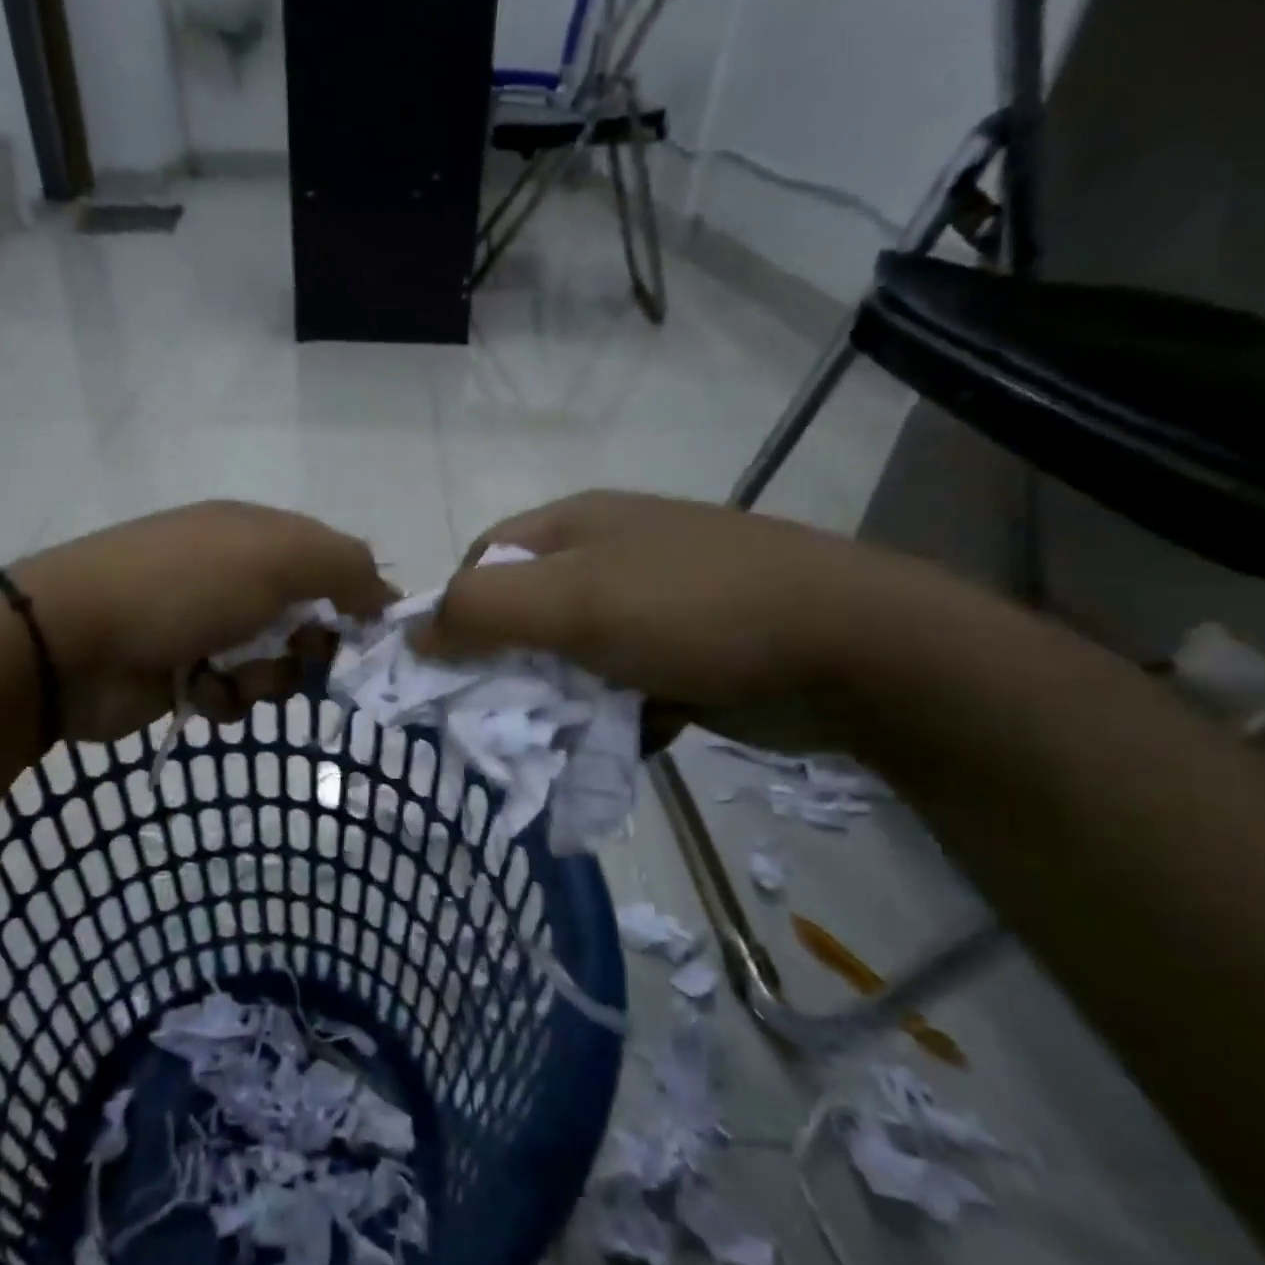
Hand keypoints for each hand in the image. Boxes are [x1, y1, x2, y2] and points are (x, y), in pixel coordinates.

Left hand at [13, 501, 394, 740]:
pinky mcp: (182, 670)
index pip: (333, 563)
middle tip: (303, 661)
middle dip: (311, 647)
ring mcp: (206, 623)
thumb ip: (346, 568)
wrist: (73, 641)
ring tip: (235, 678)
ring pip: (274, 662)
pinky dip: (227, 697)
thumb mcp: (278, 558)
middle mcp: (235, 574)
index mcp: (258, 534)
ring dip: (267, 677)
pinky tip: (201, 692)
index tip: (373, 642)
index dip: (358, 601)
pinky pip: (234, 692)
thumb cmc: (184, 589)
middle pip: (308, 618)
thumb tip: (386, 594)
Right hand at [416, 490, 921, 747]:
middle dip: (509, 669)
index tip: (452, 672)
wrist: (852, 650)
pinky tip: (630, 736)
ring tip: (569, 737)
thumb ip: (482, 611)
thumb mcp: (575, 601)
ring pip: (570, 661)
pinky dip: (613, 718)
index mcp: (574, 527)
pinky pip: (619, 689)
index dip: (458, 614)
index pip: (483, 565)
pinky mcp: (681, 656)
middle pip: (524, 616)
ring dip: (562, 702)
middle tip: (505, 718)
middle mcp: (606, 560)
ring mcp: (648, 609)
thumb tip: (412, 632)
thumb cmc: (693, 608)